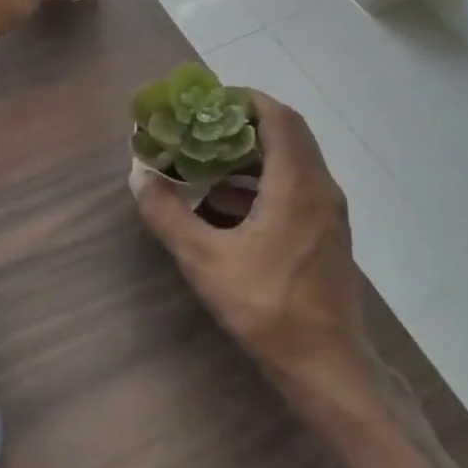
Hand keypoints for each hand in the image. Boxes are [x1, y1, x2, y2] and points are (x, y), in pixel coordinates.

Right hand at [132, 92, 376, 390]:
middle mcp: (320, 187)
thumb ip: (168, 215)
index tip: (206, 102)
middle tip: (201, 129)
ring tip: (207, 164)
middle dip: (242, 125)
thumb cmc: (268, 307)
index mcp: (297, 183)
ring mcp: (328, 212)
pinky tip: (227, 207)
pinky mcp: (326, 234)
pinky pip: (295, 187)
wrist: (328, 368)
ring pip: (292, 161)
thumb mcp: (205, 261)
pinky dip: (262, 182)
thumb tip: (139, 176)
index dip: (243, 100)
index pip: (277, 116)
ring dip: (251, 155)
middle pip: (286, 134)